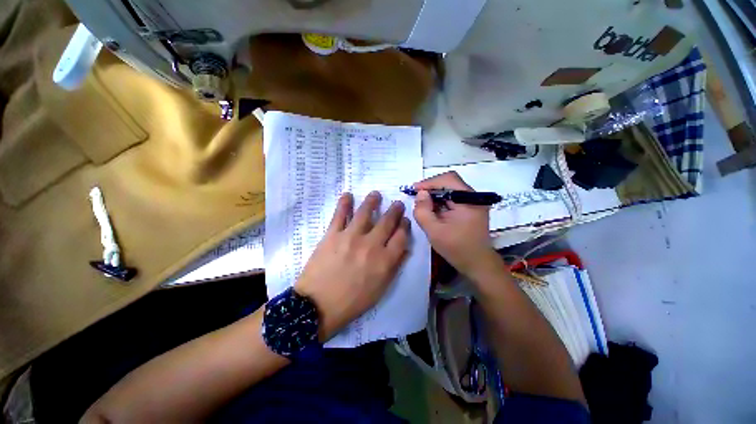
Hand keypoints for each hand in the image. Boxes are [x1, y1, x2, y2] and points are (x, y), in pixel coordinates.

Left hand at [295, 191, 409, 340]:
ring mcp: (350, 237)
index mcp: (385, 261)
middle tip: (397, 203)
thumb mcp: (379, 291)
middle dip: (394, 211)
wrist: (319, 305)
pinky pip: (339, 215)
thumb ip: (393, 269)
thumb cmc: (351, 303)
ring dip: (372, 201)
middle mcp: (371, 245)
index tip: (406, 221)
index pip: (401, 238)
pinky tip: (348, 195)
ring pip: (365, 213)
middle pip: (387, 222)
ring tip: (376, 194)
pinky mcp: (331, 235)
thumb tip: (403, 251)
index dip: (405, 227)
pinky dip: (344, 203)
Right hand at [413, 171, 500, 277]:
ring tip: (424, 205)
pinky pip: (457, 199)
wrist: (478, 264)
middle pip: (451, 183)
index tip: (414, 191)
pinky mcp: (474, 210)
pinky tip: (435, 211)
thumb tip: (420, 194)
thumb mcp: (435, 232)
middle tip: (417, 197)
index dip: (429, 182)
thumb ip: (424, 212)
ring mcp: (476, 203)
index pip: (448, 179)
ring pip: (453, 190)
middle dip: (433, 188)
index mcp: (469, 199)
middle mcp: (475, 197)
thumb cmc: (457, 249)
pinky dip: (445, 202)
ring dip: (438, 195)